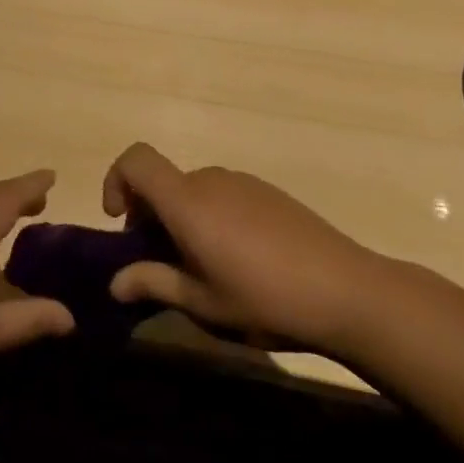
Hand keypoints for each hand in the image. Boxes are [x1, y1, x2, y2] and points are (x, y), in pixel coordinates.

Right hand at [102, 143, 392, 353]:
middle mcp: (210, 180)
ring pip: (194, 191)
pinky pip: (223, 195)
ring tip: (204, 268)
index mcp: (187, 201)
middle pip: (164, 181)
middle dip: (150, 215)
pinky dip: (212, 217)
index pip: (136, 159)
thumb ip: (154, 283)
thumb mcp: (203, 303)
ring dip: (183, 218)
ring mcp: (243, 183)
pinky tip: (241, 261)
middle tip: (162, 263)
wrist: (349, 291)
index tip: (121, 221)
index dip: (116, 180)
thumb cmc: (265, 299)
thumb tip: (114, 282)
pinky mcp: (269, 193)